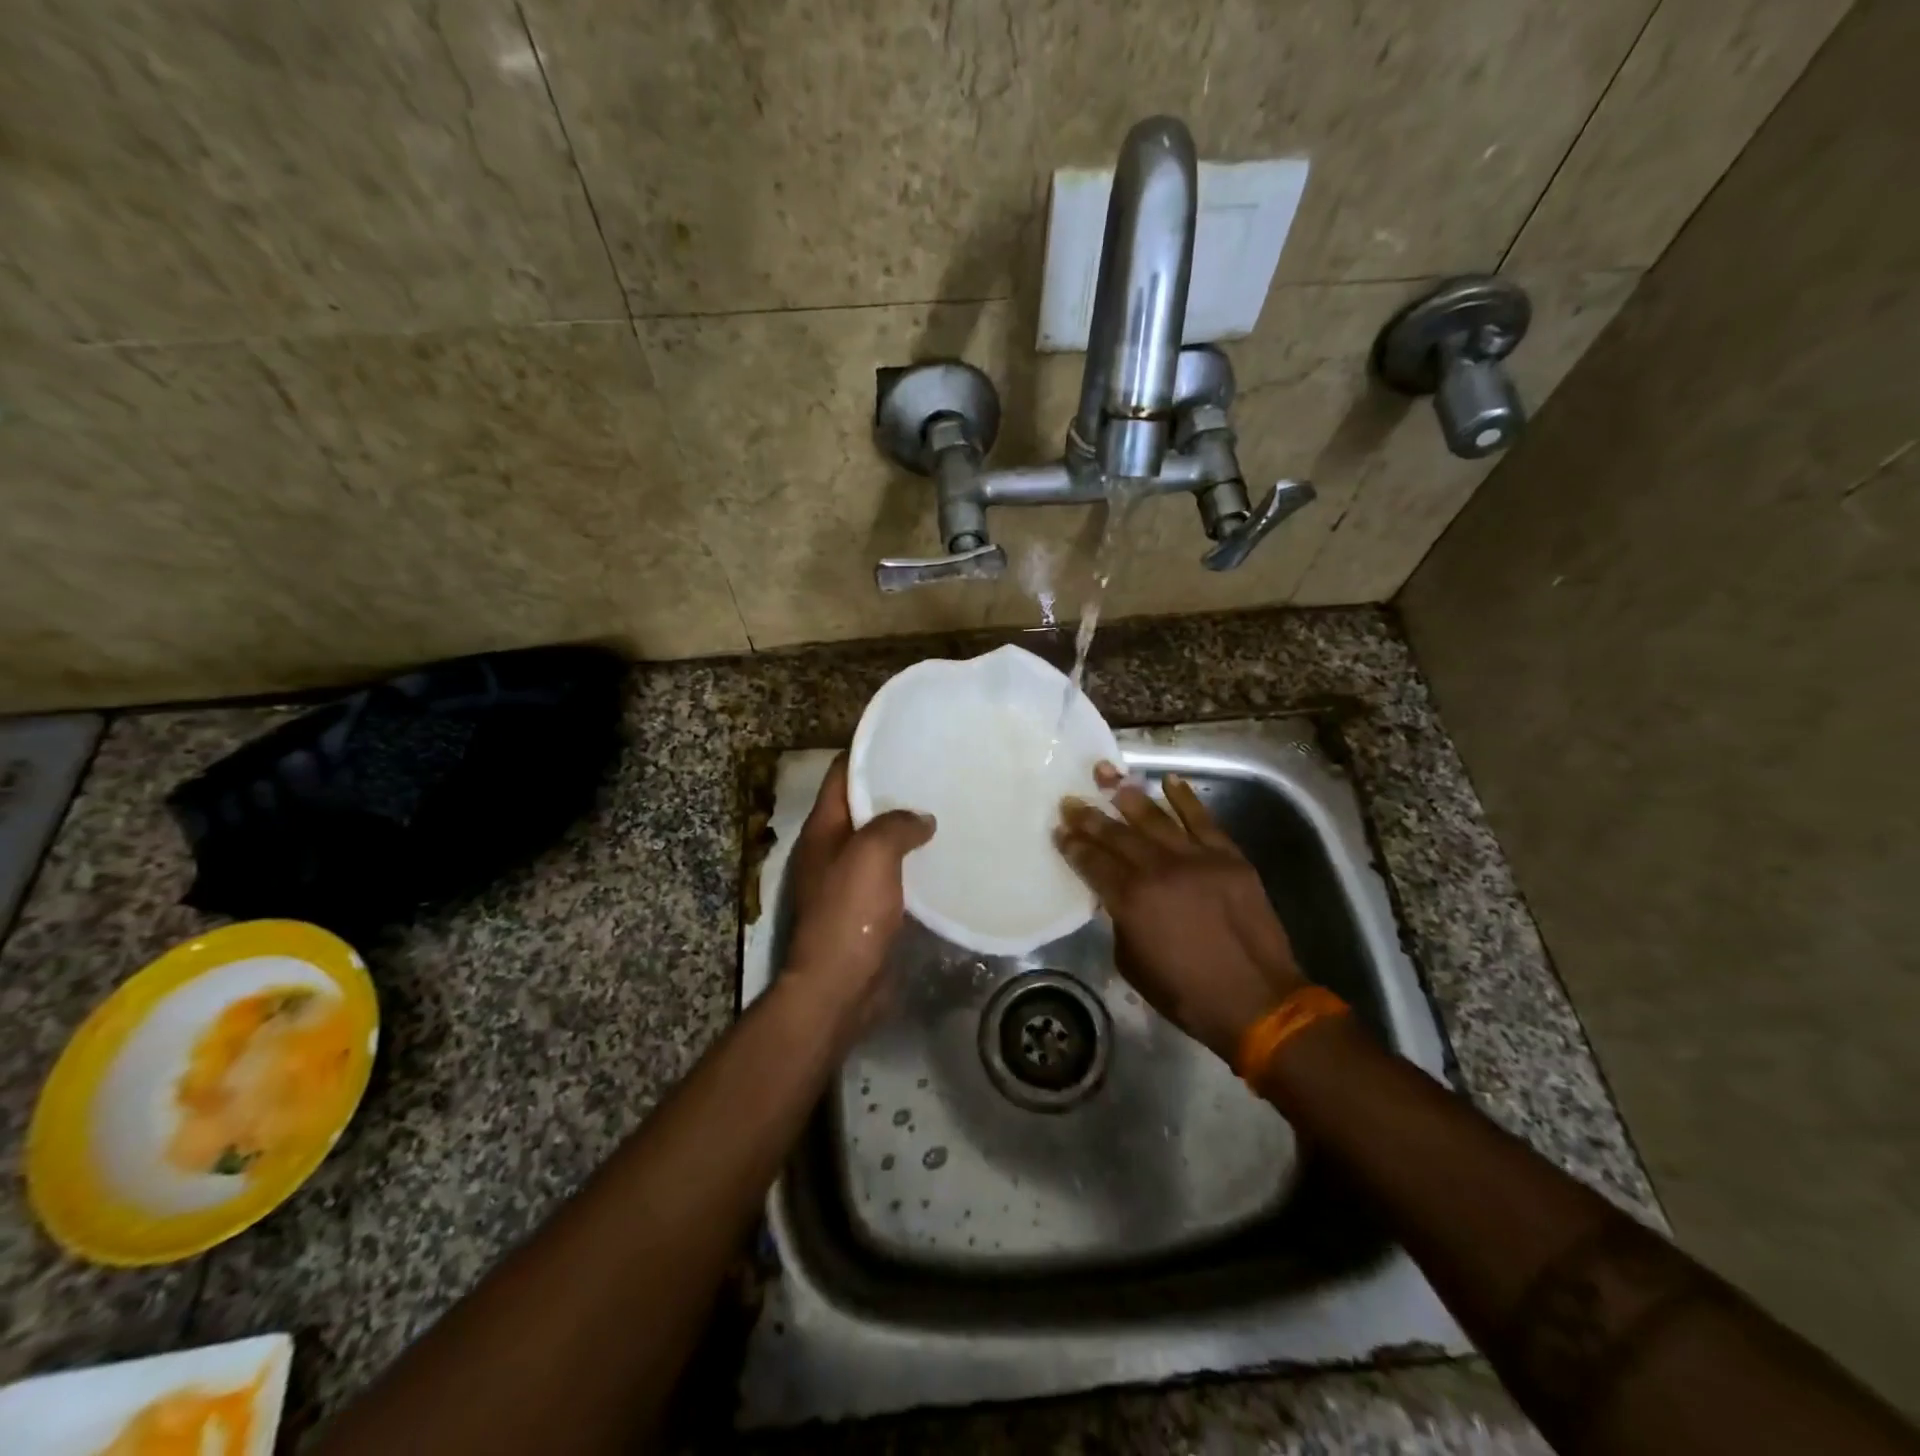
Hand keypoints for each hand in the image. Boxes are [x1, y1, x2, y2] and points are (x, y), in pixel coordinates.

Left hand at [784, 755, 935, 1037]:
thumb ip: (896, 825)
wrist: (839, 988)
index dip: (867, 753)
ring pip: (879, 841)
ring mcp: (847, 881)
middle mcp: (831, 850)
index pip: (841, 775)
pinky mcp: (866, 909)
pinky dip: (911, 863)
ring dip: (905, 828)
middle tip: (936, 773)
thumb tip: (921, 819)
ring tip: (946, 809)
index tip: (904, 739)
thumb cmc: (849, 914)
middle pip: (861, 807)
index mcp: (822, 830)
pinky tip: (943, 858)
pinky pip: (891, 874)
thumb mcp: (871, 855)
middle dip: (893, 790)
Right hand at [1055, 762, 1306, 1062]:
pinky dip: (1185, 798)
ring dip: (1128, 797)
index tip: (1059, 829)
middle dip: (1089, 816)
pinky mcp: (1229, 857)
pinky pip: (1202, 820)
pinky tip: (1169, 780)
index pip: (1093, 862)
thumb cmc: (1187, 993)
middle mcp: (1159, 870)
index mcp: (1131, 899)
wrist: (1256, 1001)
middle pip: (1117, 835)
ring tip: (1108, 777)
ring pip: (1155, 819)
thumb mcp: (1132, 963)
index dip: (1073, 845)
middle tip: (1071, 800)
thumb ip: (1120, 921)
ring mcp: (1197, 859)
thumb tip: (1116, 896)